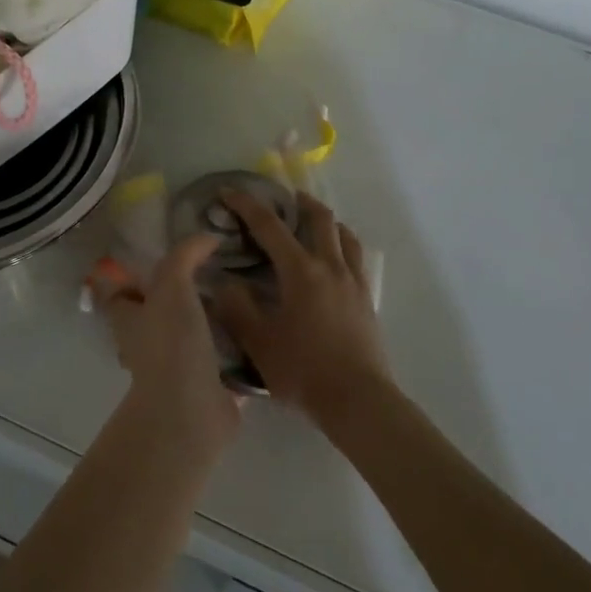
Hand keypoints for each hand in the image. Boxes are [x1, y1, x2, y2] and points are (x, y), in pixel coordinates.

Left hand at [94, 235, 242, 456]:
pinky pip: (219, 364)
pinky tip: (256, 332)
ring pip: (187, 340)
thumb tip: (207, 237)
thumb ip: (185, 256)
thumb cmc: (171, 343)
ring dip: (207, 325)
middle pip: (154, 317)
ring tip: (239, 298)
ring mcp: (175, 371)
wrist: (191, 411)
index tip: (161, 259)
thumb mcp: (172, 285)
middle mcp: (146, 346)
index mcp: (129, 322)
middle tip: (211, 275)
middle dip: (176, 300)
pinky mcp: (206, 389)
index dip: (131, 278)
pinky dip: (234, 352)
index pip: (119, 295)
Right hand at [211, 190, 390, 422]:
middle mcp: (330, 266)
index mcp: (301, 272)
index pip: (270, 226)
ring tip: (312, 223)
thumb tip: (224, 283)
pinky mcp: (367, 299)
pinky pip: (356, 258)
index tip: (229, 192)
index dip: (247, 206)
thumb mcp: (259, 342)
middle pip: (319, 218)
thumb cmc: (304, 370)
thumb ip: (237, 309)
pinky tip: (334, 261)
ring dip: (326, 221)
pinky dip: (342, 245)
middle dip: (298, 201)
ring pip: (344, 235)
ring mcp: (354, 281)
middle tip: (283, 198)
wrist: (358, 399)